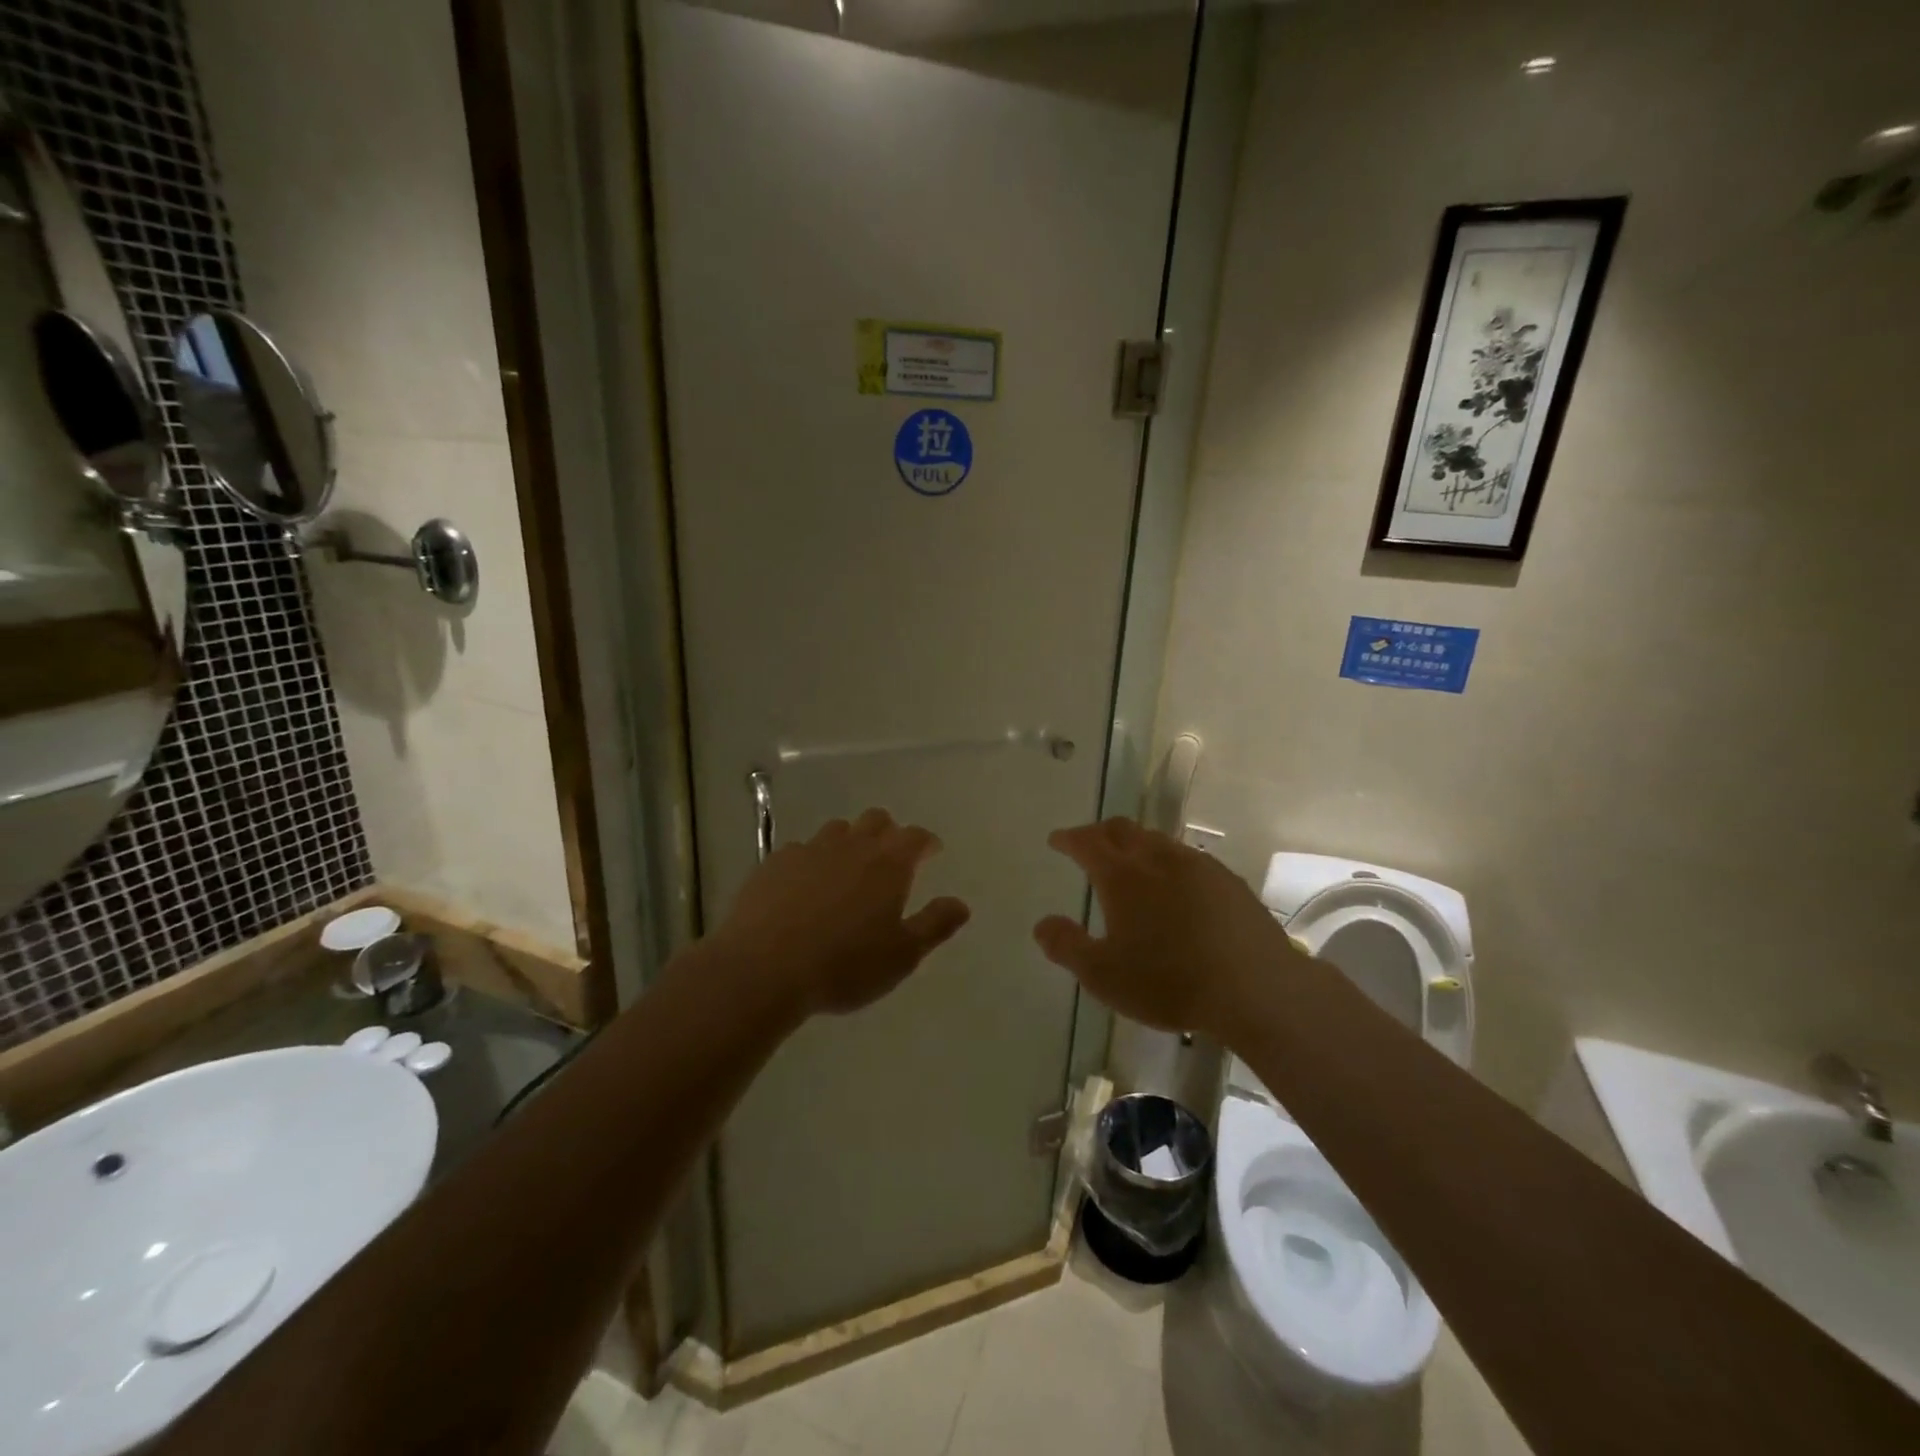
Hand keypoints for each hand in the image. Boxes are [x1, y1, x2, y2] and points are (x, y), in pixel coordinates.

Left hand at [711, 808, 971, 1016]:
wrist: (764, 969)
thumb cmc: (844, 965)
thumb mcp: (902, 955)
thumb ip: (935, 925)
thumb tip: (961, 904)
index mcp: (888, 864)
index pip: (916, 836)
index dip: (926, 842)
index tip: (931, 852)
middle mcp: (851, 846)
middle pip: (876, 820)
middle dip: (889, 832)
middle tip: (891, 857)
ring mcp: (809, 849)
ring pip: (837, 830)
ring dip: (849, 841)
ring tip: (848, 868)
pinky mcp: (774, 862)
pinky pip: (801, 849)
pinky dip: (811, 860)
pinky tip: (805, 885)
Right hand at [1033, 818, 1304, 1038]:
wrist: (1256, 989)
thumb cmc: (1169, 982)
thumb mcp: (1103, 975)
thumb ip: (1067, 946)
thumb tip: (1042, 924)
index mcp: (1122, 875)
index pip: (1087, 842)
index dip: (1069, 838)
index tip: (1057, 840)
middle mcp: (1158, 859)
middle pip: (1123, 830)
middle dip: (1100, 832)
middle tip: (1089, 842)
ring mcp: (1198, 866)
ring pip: (1158, 840)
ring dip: (1136, 843)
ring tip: (1130, 861)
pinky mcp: (1228, 881)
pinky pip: (1188, 858)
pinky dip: (1168, 861)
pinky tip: (1176, 885)